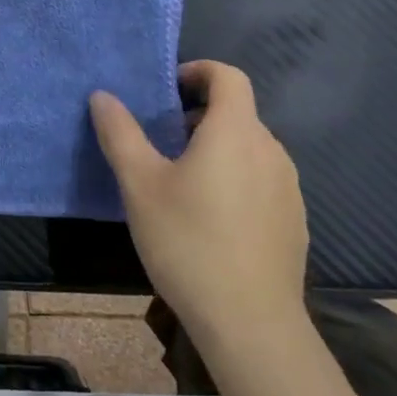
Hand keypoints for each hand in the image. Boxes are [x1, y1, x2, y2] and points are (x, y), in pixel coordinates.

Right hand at [90, 62, 307, 349]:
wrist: (250, 324)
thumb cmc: (188, 242)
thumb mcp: (139, 184)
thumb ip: (120, 133)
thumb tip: (103, 96)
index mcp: (235, 133)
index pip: (229, 77)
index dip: (198, 71)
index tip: (166, 90)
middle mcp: (270, 151)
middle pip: (238, 112)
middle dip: (198, 113)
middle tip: (159, 139)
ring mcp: (288, 188)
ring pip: (249, 147)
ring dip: (216, 146)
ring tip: (179, 179)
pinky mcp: (293, 221)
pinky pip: (261, 179)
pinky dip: (234, 177)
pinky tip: (209, 217)